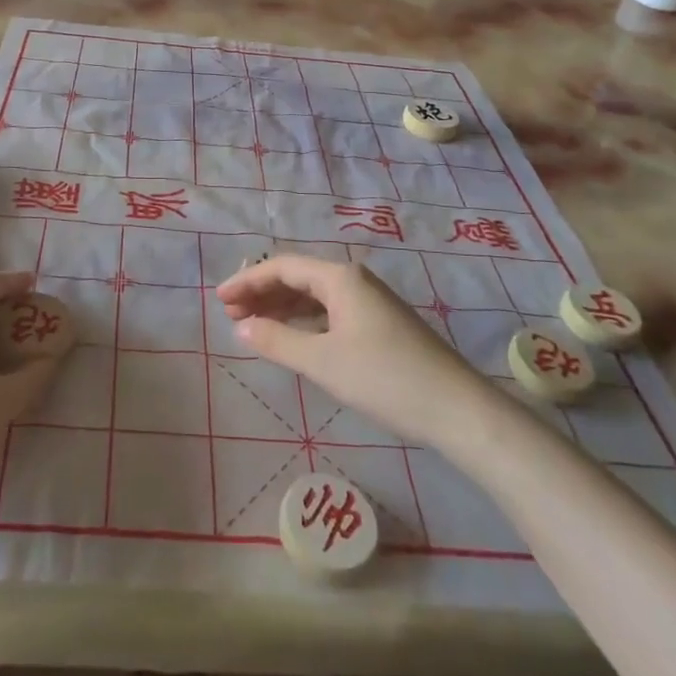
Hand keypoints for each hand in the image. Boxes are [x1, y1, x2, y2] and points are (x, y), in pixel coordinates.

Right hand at [217, 256, 488, 448]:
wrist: (455, 408)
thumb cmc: (384, 378)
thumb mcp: (323, 361)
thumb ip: (277, 341)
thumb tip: (241, 327)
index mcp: (340, 278)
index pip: (283, 266)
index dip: (248, 280)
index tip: (219, 300)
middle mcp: (354, 280)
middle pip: (298, 277)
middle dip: (263, 293)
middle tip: (231, 315)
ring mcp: (370, 301)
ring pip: (314, 295)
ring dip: (282, 307)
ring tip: (252, 325)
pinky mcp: (380, 324)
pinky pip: (330, 311)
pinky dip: (304, 320)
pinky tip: (292, 337)